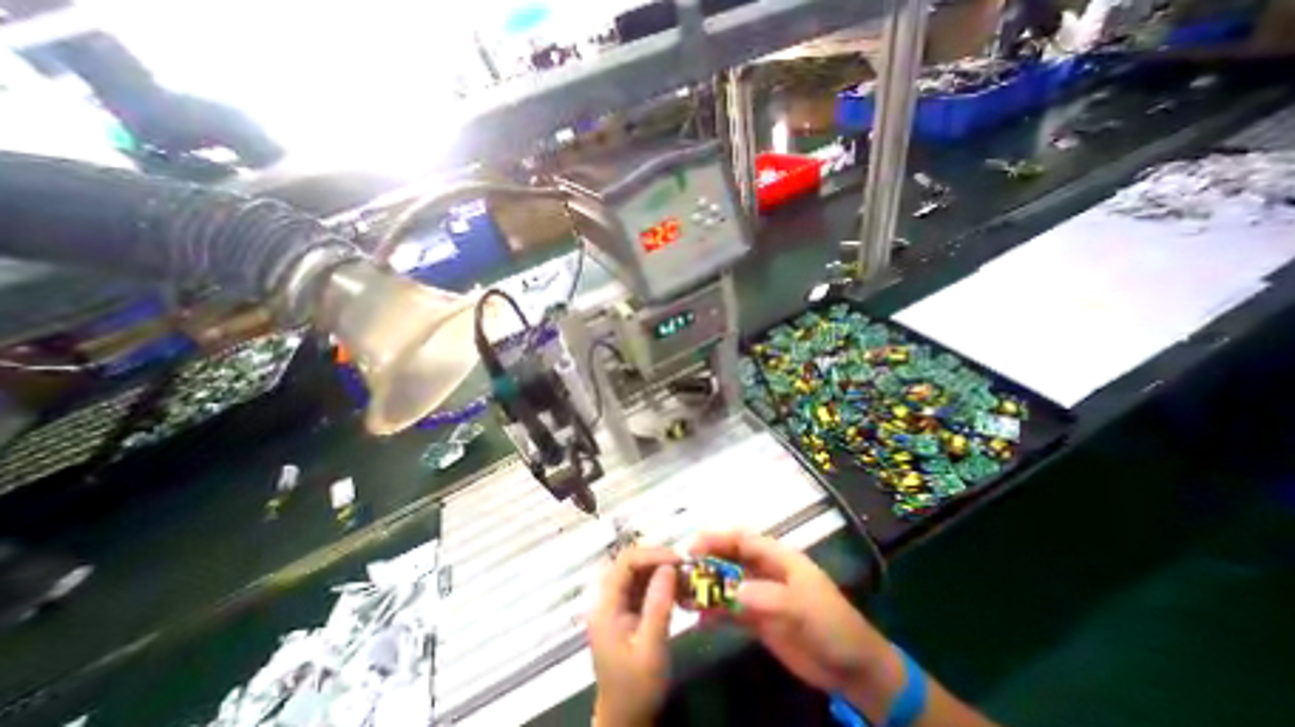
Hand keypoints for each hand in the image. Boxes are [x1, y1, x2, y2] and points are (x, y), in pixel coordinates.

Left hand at [592, 544, 680, 726]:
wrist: (625, 722)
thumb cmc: (636, 689)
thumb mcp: (651, 650)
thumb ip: (659, 606)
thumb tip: (670, 568)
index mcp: (605, 606)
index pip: (625, 563)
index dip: (651, 555)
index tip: (678, 560)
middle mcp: (608, 599)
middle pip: (630, 564)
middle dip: (657, 560)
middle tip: (683, 567)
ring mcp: (617, 604)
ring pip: (638, 573)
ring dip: (661, 570)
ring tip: (685, 577)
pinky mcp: (627, 611)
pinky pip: (643, 586)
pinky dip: (661, 583)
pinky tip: (678, 590)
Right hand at [692, 534, 897, 697]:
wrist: (853, 669)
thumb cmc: (832, 625)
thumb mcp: (802, 607)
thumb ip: (767, 596)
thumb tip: (731, 591)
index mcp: (777, 557)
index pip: (742, 539)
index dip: (717, 538)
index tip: (693, 548)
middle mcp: (765, 571)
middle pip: (730, 558)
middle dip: (707, 560)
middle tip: (681, 570)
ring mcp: (761, 595)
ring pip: (727, 583)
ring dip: (707, 586)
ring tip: (683, 594)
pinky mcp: (758, 619)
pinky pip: (731, 609)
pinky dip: (715, 611)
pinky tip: (700, 618)